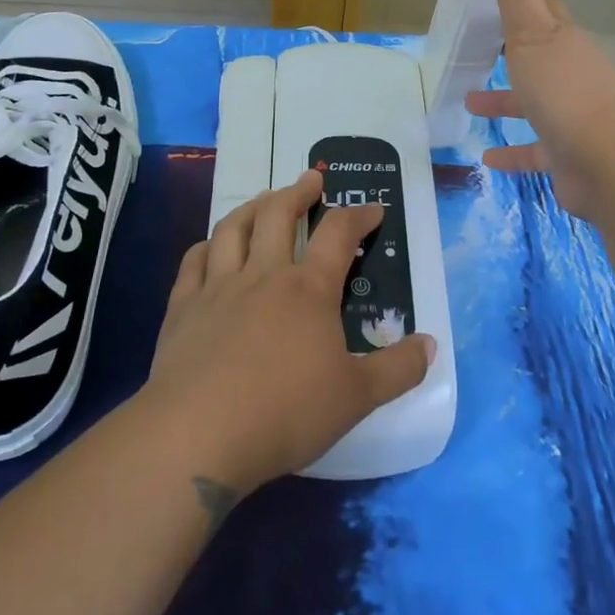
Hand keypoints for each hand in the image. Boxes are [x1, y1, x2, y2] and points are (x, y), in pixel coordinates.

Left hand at [142, 170, 434, 495]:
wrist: (197, 435)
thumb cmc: (285, 413)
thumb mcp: (356, 398)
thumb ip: (398, 370)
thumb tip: (431, 344)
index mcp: (309, 290)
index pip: (338, 235)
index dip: (358, 216)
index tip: (373, 209)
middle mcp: (263, 276)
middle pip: (279, 215)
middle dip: (298, 192)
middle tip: (310, 179)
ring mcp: (218, 288)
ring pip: (234, 229)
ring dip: (252, 206)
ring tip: (264, 199)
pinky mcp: (183, 309)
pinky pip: (194, 262)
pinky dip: (206, 245)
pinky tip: (210, 246)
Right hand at [464, 0, 614, 219]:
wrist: (609, 164)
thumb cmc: (565, 90)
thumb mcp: (531, 32)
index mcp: (561, 40)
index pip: (541, 7)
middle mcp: (568, 73)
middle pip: (535, 54)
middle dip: (506, 50)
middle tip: (474, 46)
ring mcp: (569, 115)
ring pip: (532, 102)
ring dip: (503, 101)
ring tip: (468, 101)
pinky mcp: (565, 154)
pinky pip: (534, 150)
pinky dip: (512, 153)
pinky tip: (487, 158)